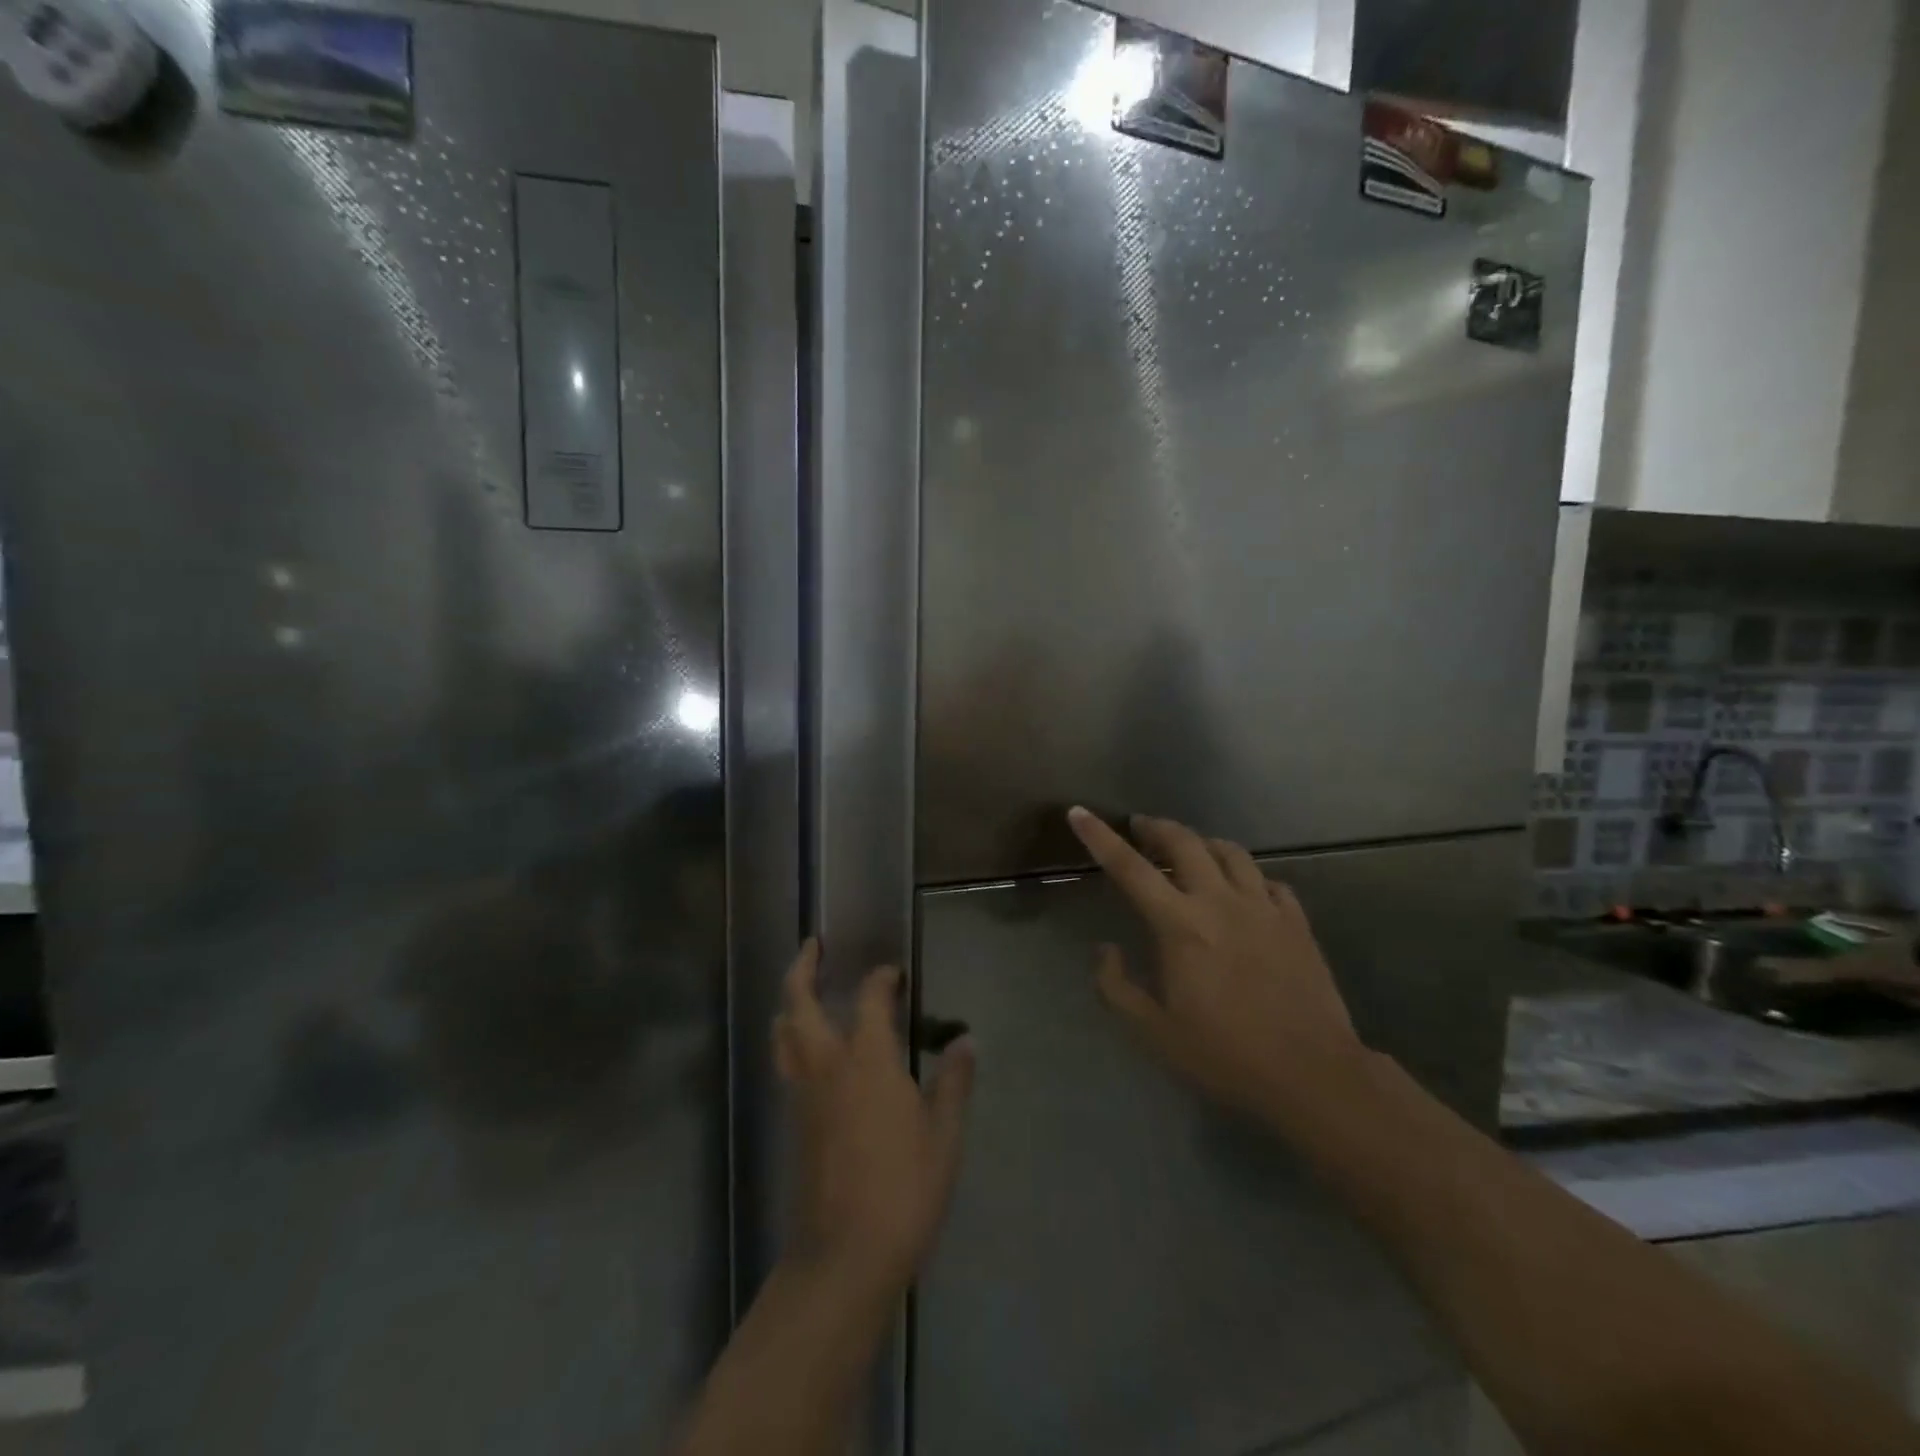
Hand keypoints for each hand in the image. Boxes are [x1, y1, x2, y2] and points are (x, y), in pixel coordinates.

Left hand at [775, 940, 975, 1295]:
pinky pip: (785, 1064)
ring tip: (802, 990)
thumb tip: (966, 1039)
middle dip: (802, 968)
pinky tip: (808, 1049)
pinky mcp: (792, 1122)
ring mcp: (802, 1094)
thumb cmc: (904, 1190)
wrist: (844, 1256)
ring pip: (782, 1033)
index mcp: (868, 1059)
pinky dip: (790, 1040)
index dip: (881, 979)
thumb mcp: (944, 1136)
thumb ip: (953, 1082)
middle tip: (813, 946)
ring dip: (789, 1003)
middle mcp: (827, 1064)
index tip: (893, 973)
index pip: (870, 999)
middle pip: (798, 1002)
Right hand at [1067, 808, 1369, 1128]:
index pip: (1130, 868)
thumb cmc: (1224, 1055)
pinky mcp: (1296, 922)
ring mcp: (1263, 907)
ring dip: (1202, 843)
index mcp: (1180, 925)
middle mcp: (1220, 902)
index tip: (1079, 812)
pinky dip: (1247, 875)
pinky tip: (1243, 889)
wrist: (1312, 1075)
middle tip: (1140, 828)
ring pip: (1230, 852)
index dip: (1100, 837)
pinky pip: (1268, 880)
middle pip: (1184, 842)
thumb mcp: (1153, 1032)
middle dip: (1156, 827)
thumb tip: (1104, 949)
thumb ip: (1116, 987)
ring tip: (1190, 850)